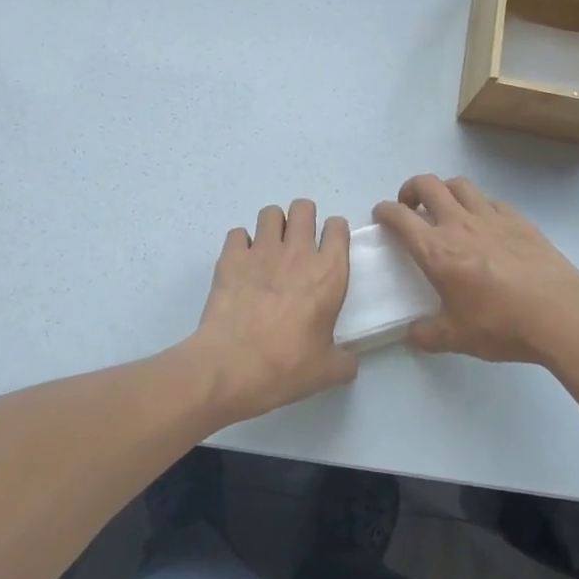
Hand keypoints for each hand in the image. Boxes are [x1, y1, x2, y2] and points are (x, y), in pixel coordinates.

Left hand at [191, 199, 355, 419]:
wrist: (231, 366)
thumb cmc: (286, 366)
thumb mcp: (327, 371)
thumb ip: (344, 361)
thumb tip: (348, 362)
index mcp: (329, 274)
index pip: (338, 228)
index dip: (335, 232)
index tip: (330, 245)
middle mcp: (297, 253)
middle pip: (303, 208)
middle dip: (303, 218)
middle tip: (298, 242)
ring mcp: (261, 250)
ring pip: (270, 212)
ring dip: (273, 225)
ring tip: (269, 248)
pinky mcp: (231, 257)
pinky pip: (238, 233)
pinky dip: (241, 243)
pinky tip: (241, 263)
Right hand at [374, 175, 578, 363]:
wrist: (560, 313)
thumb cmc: (501, 324)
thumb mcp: (455, 338)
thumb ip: (426, 335)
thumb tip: (411, 334)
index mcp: (436, 250)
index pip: (399, 217)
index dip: (384, 211)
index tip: (381, 216)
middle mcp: (459, 224)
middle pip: (427, 185)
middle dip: (410, 189)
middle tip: (410, 207)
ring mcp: (491, 217)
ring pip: (459, 184)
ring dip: (444, 190)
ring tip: (445, 208)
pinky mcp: (519, 220)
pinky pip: (491, 201)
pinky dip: (479, 205)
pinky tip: (485, 224)